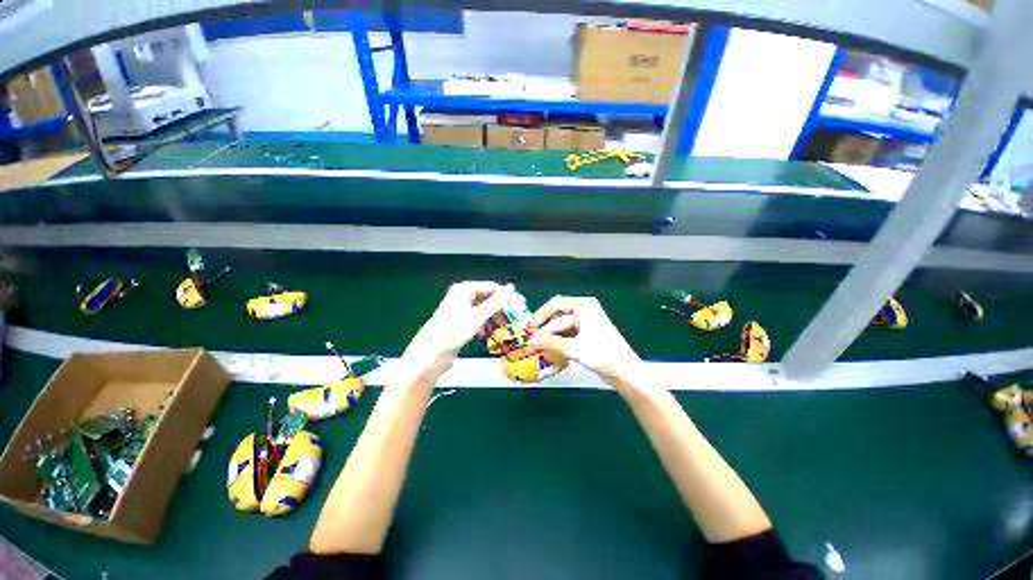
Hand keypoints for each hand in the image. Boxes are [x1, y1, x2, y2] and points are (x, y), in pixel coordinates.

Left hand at [401, 282, 515, 379]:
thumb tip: (512, 288)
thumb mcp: (477, 317)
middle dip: (498, 309)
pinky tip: (484, 334)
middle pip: (486, 298)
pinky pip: (475, 317)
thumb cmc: (454, 332)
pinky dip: (482, 324)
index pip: (490, 287)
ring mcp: (458, 308)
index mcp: (464, 289)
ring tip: (498, 328)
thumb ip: (496, 302)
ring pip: (481, 309)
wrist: (430, 354)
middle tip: (508, 321)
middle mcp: (461, 295)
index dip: (504, 297)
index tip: (517, 308)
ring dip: (491, 318)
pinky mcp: (457, 320)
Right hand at [527, 296, 643, 386]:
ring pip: (561, 328)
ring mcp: (585, 323)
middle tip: (531, 343)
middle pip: (558, 318)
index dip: (540, 316)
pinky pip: (566, 336)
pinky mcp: (585, 335)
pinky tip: (549, 351)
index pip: (556, 305)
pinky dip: (558, 343)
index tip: (529, 329)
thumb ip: (551, 344)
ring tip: (537, 349)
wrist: (625, 372)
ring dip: (550, 338)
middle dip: (544, 331)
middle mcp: (584, 311)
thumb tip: (531, 342)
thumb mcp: (575, 348)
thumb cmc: (603, 354)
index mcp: (584, 306)